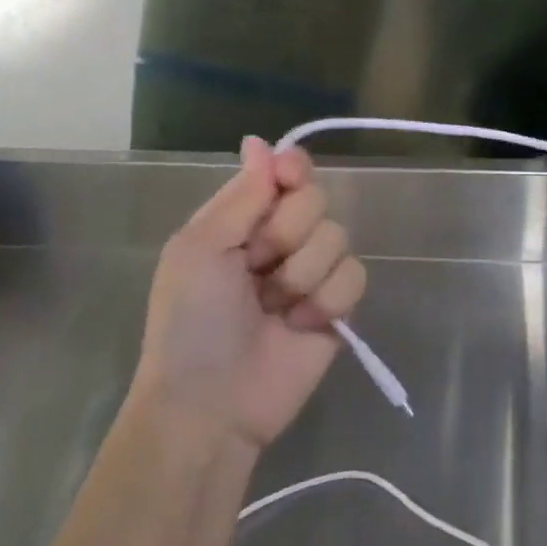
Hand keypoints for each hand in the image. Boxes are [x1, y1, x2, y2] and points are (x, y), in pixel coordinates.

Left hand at [133, 136, 367, 450]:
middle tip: (255, 267)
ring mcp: (312, 274)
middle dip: (287, 233)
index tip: (290, 176)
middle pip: (316, 200)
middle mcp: (281, 241)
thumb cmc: (190, 322)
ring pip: (338, 237)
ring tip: (273, 308)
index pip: (285, 173)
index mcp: (243, 221)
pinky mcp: (338, 308)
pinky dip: (327, 300)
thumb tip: (259, 141)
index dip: (293, 169)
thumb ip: (241, 195)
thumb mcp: (199, 248)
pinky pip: (355, 276)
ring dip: (302, 274)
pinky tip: (300, 325)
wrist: (211, 404)